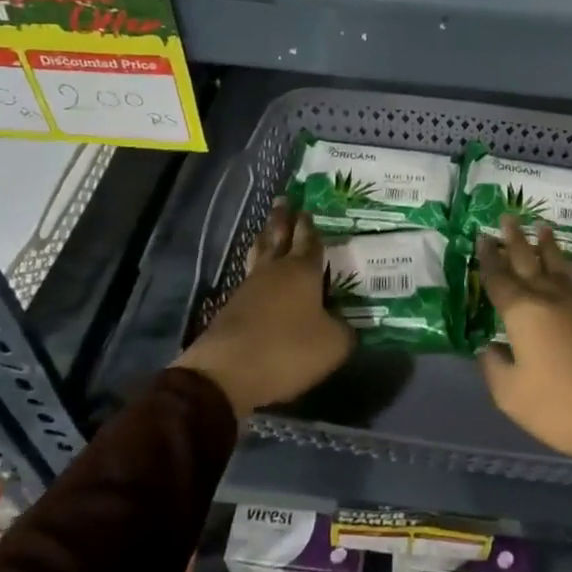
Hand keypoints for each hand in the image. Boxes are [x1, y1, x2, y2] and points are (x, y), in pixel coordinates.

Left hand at [173, 199, 353, 418]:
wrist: (226, 373)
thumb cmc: (287, 350)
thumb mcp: (332, 345)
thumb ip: (344, 331)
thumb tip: (344, 326)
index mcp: (302, 271)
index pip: (309, 240)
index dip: (309, 225)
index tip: (307, 208)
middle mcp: (275, 270)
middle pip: (278, 236)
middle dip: (282, 218)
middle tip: (283, 199)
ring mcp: (249, 287)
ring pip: (259, 253)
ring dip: (265, 238)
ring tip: (267, 228)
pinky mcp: (232, 307)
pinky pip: (249, 277)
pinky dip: (256, 269)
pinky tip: (259, 273)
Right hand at [477, 216, 571, 479]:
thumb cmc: (561, 408)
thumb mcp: (511, 396)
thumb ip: (494, 369)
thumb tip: (488, 349)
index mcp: (522, 314)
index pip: (499, 281)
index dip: (488, 260)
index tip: (482, 237)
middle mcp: (551, 300)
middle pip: (528, 264)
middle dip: (515, 241)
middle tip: (508, 216)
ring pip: (564, 269)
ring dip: (552, 248)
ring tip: (543, 226)